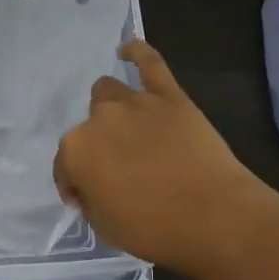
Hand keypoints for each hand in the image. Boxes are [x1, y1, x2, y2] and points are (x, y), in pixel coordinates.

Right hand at [54, 38, 270, 273]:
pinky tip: (129, 48)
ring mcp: (135, 102)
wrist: (214, 216)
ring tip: (128, 128)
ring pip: (108, 91)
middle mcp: (99, 119)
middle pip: (89, 126)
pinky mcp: (168, 95)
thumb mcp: (106, 228)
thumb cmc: (156, 230)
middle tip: (119, 169)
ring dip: (112, 109)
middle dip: (98, 146)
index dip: (74, 184)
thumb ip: (91, 200)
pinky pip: (149, 62)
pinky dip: (137, 52)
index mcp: (76, 151)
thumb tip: (92, 186)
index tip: (88, 199)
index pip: (64, 165)